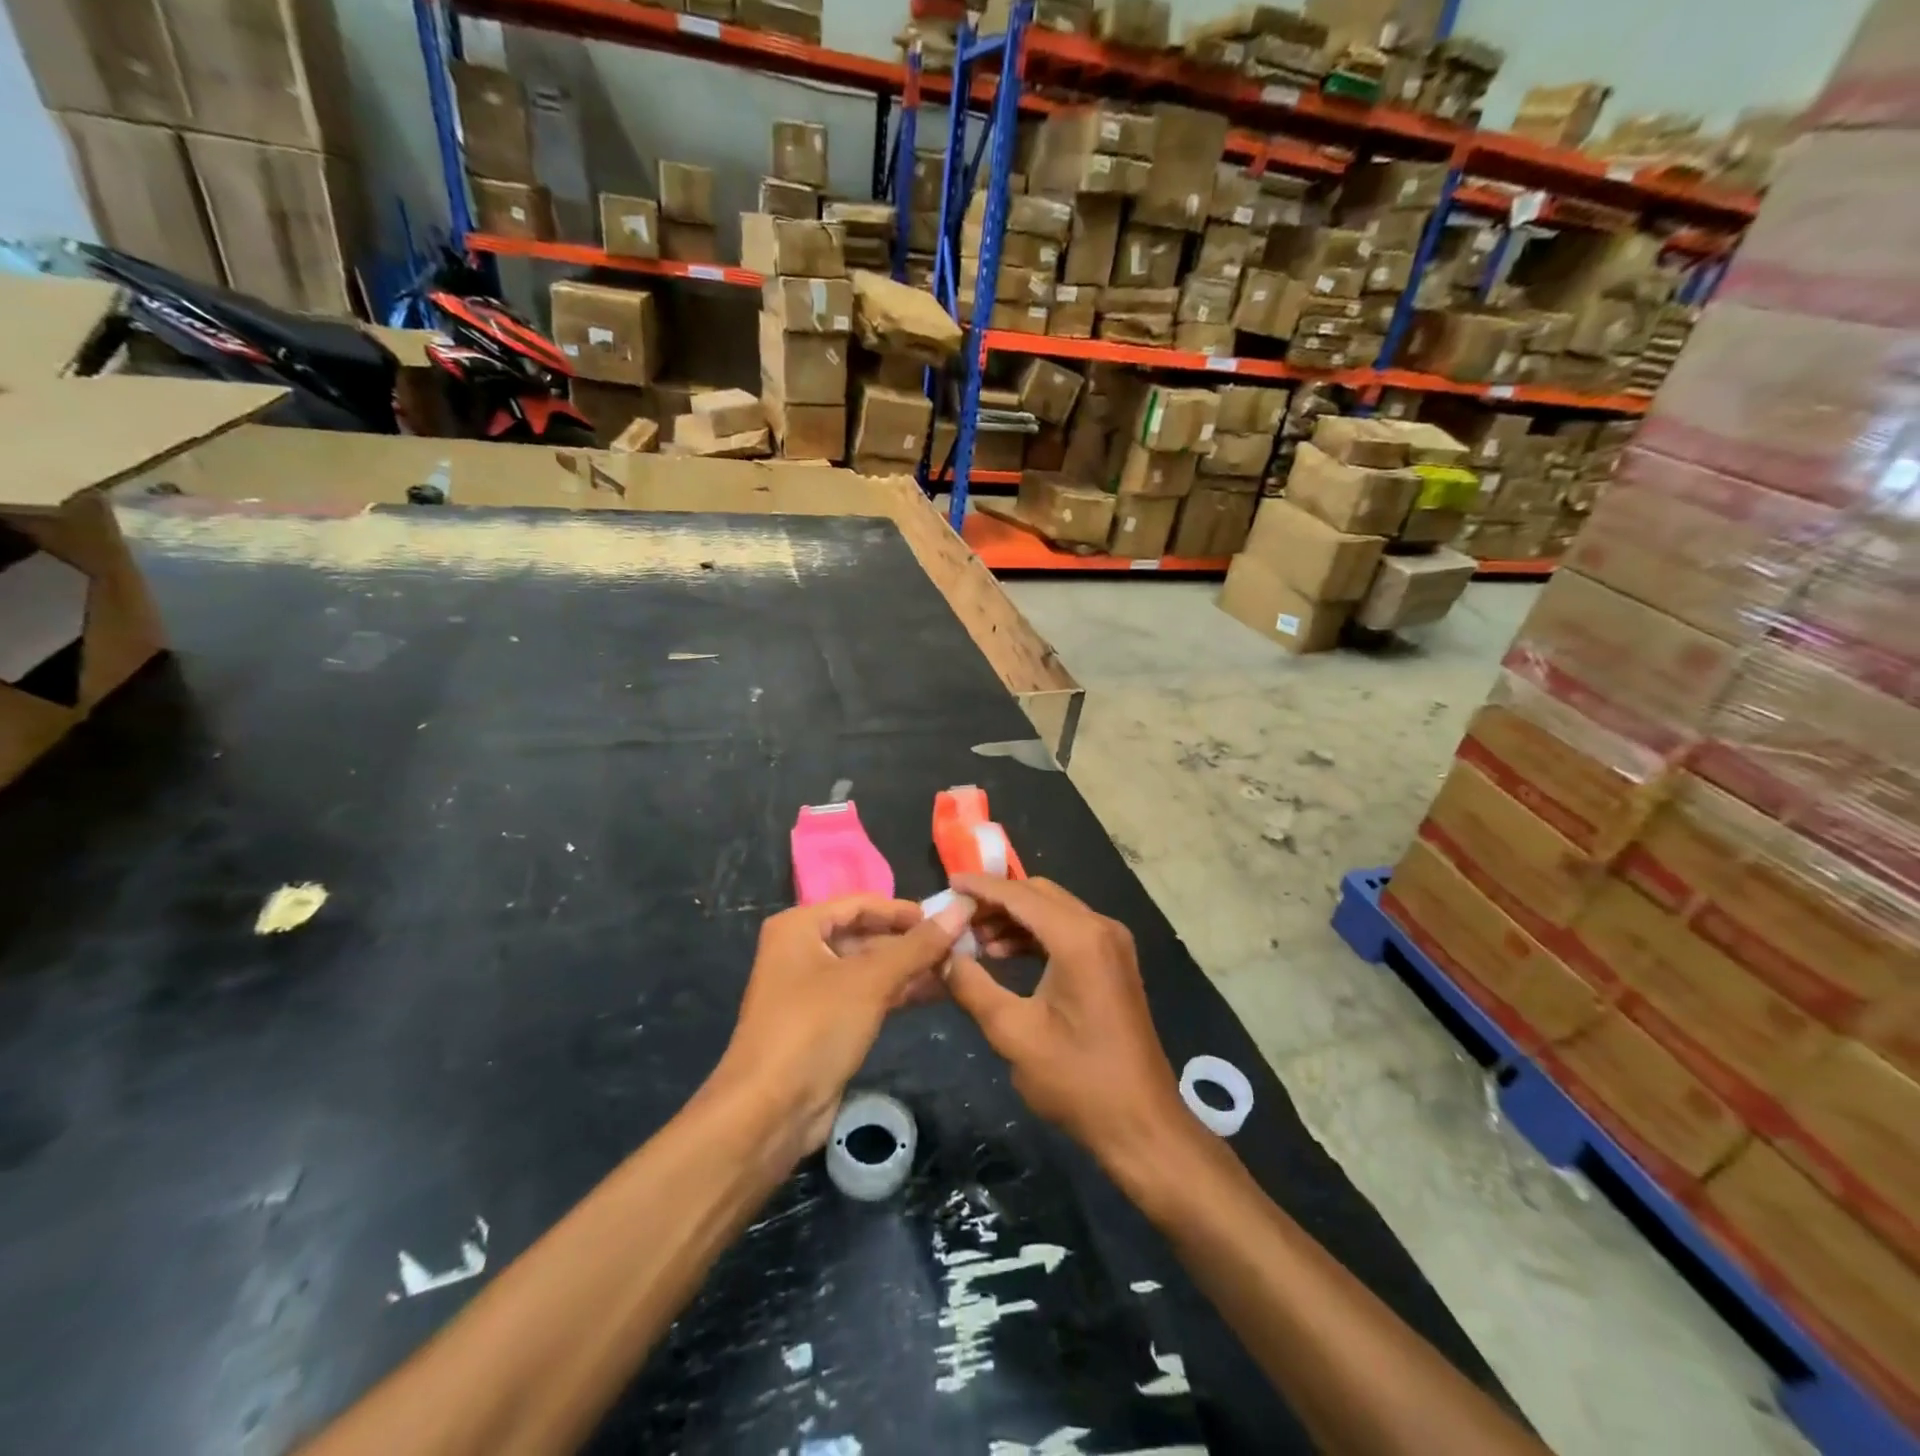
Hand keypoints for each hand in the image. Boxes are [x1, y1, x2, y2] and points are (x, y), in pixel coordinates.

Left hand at [711, 896, 971, 1153]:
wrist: (769, 1112)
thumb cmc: (815, 1028)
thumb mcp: (870, 980)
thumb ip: (918, 945)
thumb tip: (962, 908)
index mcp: (800, 927)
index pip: (861, 904)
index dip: (905, 910)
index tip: (948, 918)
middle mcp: (802, 950)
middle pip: (866, 934)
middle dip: (911, 942)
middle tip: (960, 945)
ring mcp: (812, 988)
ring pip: (869, 967)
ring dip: (910, 967)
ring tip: (958, 968)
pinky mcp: (824, 1022)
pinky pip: (866, 994)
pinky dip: (897, 991)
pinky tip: (936, 992)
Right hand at [944, 876, 1192, 1172]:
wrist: (1141, 1124)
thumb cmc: (1077, 1080)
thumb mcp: (1013, 1033)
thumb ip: (972, 987)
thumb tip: (943, 956)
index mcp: (1079, 938)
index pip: (1020, 895)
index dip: (981, 888)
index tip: (947, 884)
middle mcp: (1101, 928)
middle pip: (1039, 895)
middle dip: (996, 901)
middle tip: (956, 915)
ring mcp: (1112, 944)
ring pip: (1053, 911)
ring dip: (1014, 918)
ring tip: (974, 940)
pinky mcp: (1113, 962)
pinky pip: (1068, 931)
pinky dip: (1035, 935)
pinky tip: (1005, 953)